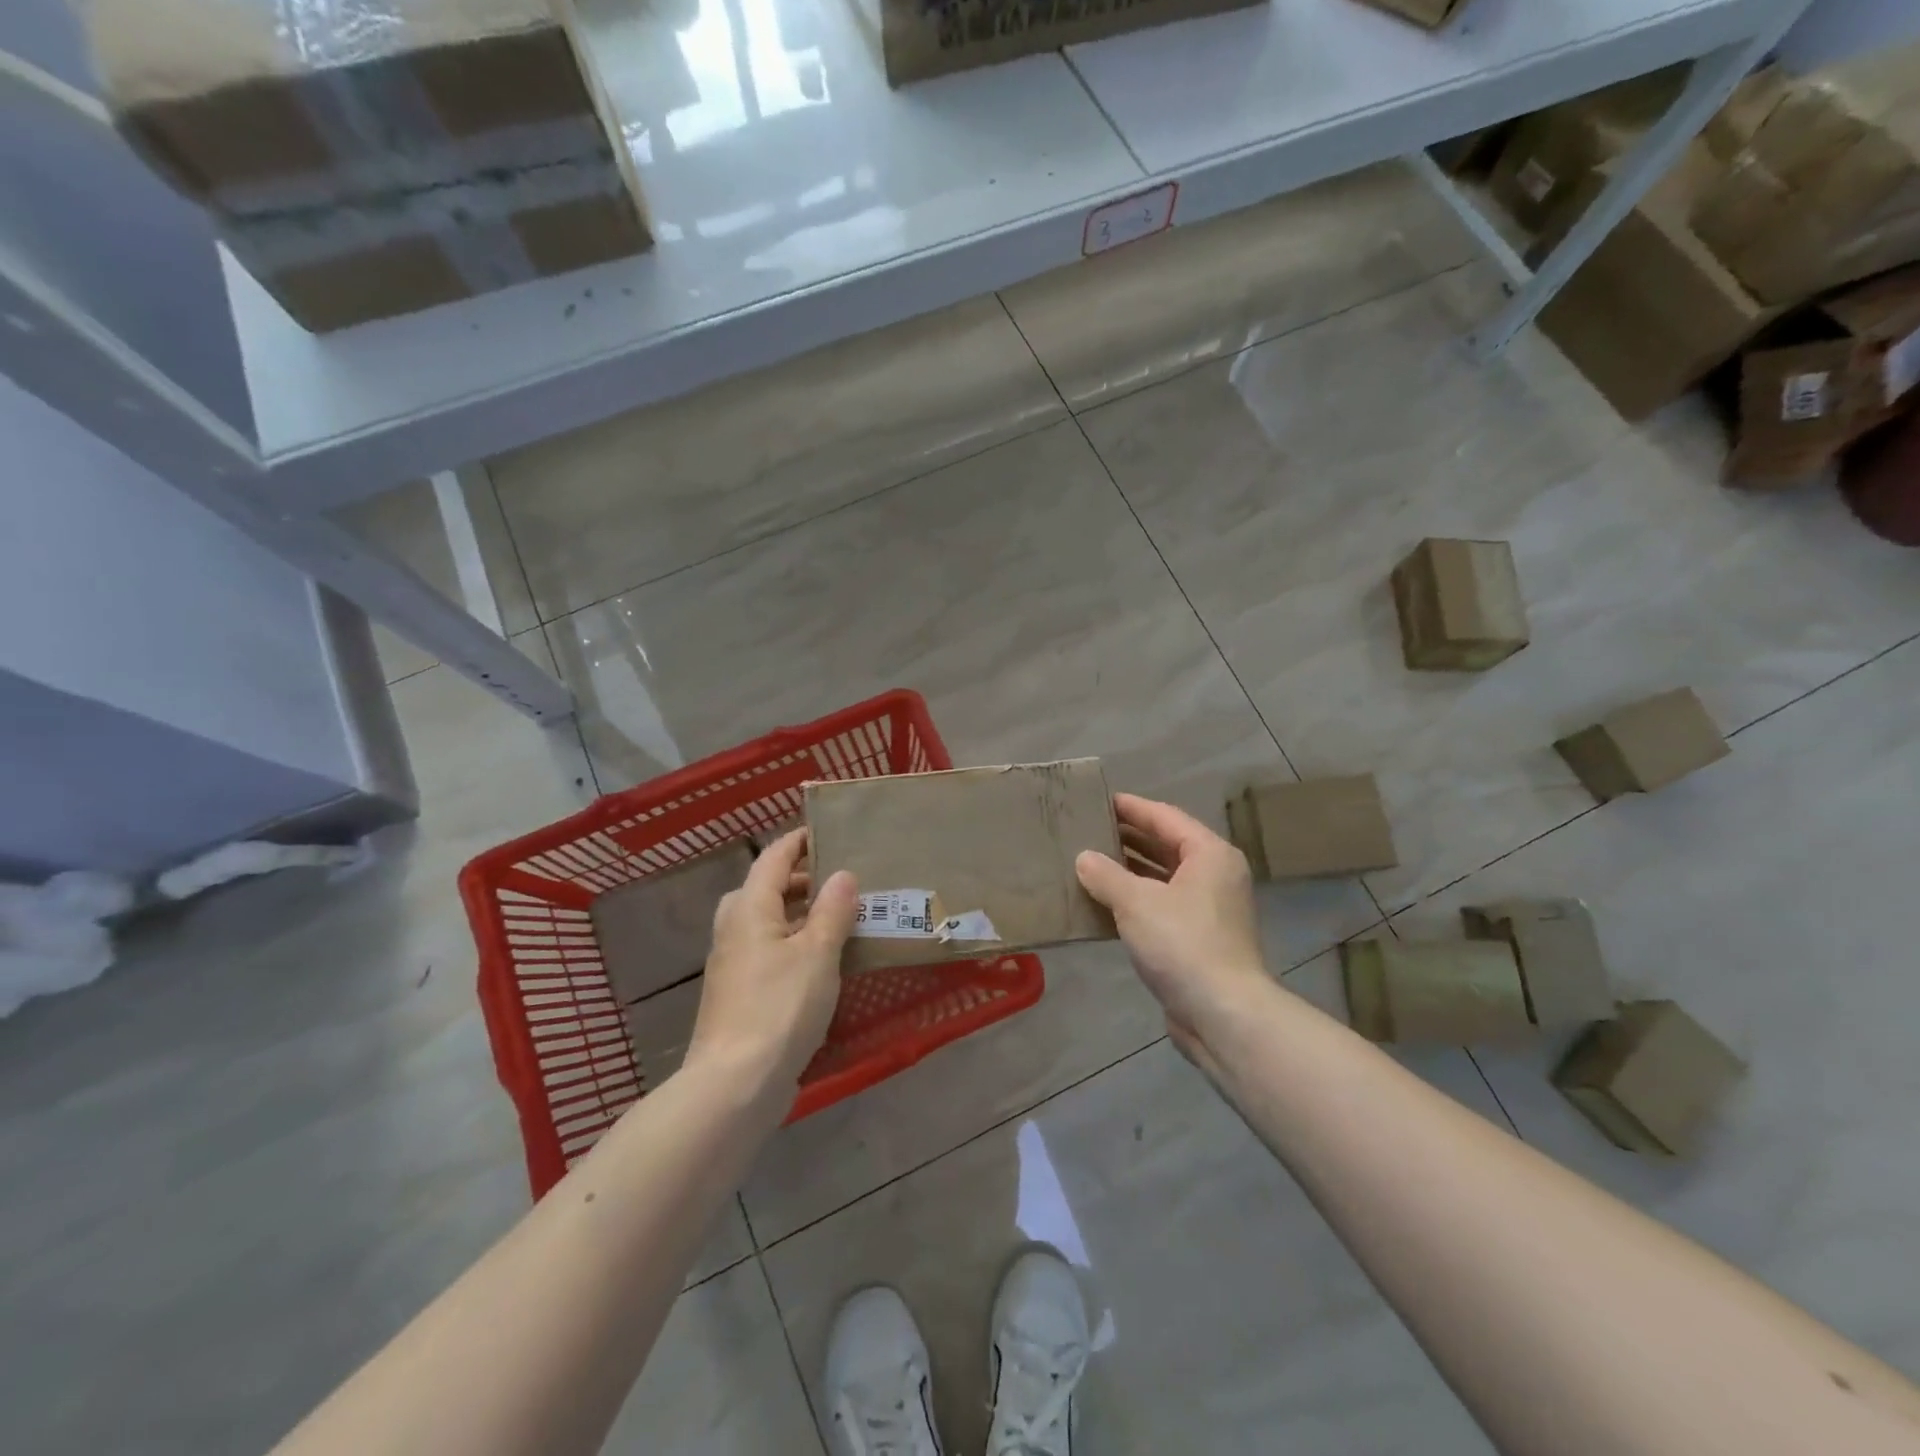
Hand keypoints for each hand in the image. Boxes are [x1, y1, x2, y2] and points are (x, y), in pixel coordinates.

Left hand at [687, 830, 857, 1091]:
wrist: (735, 1084)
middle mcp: (735, 928)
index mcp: (749, 908)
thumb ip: (832, 910)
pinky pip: (769, 950)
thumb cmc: (780, 1007)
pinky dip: (794, 942)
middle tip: (843, 880)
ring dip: (801, 913)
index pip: (774, 858)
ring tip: (840, 917)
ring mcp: (733, 962)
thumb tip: (843, 874)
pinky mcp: (740, 992)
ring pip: (768, 921)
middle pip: (767, 888)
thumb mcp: (818, 953)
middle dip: (803, 879)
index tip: (828, 831)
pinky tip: (823, 961)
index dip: (799, 841)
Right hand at [1076, 794, 1270, 1070]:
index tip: (1099, 801)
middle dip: (1128, 838)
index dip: (1131, 807)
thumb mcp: (1136, 902)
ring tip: (1089, 862)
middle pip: (1166, 845)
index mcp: (1209, 854)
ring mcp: (1209, 909)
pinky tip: (1104, 903)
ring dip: (1129, 870)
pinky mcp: (1199, 938)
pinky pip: (1162, 905)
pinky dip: (1136, 900)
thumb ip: (1106, 874)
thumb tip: (1084, 858)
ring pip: (1163, 877)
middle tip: (1088, 830)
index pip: (1165, 817)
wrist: (1223, 1013)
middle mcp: (1215, 875)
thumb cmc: (1182, 943)